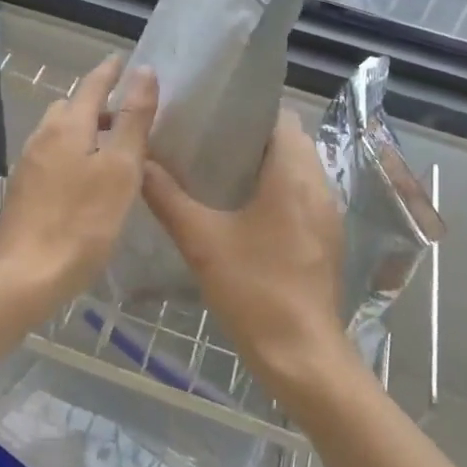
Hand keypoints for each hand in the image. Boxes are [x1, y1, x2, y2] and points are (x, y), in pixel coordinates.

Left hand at [0, 56, 157, 306]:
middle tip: (126, 115)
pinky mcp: (23, 190)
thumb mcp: (120, 169)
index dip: (110, 72)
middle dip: (97, 104)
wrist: (27, 274)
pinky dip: (72, 154)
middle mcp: (42, 137)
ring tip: (110, 150)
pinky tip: (85, 181)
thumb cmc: (83, 221)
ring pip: (58, 134)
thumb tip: (144, 71)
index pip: (92, 86)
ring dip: (83, 131)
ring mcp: (28, 164)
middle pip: (71, 108)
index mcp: (67, 126)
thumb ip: (133, 120)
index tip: (123, 60)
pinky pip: (51, 157)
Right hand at [141, 109, 353, 401]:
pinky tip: (244, 212)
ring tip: (220, 173)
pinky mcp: (327, 239)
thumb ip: (167, 198)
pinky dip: (279, 192)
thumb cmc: (254, 289)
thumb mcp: (201, 241)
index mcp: (293, 176)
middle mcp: (319, 187)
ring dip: (267, 165)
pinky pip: (303, 197)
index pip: (280, 118)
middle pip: (290, 142)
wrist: (302, 355)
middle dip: (253, 138)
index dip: (248, 111)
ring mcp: (327, 215)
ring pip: (299, 170)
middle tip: (208, 143)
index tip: (212, 116)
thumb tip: (139, 162)